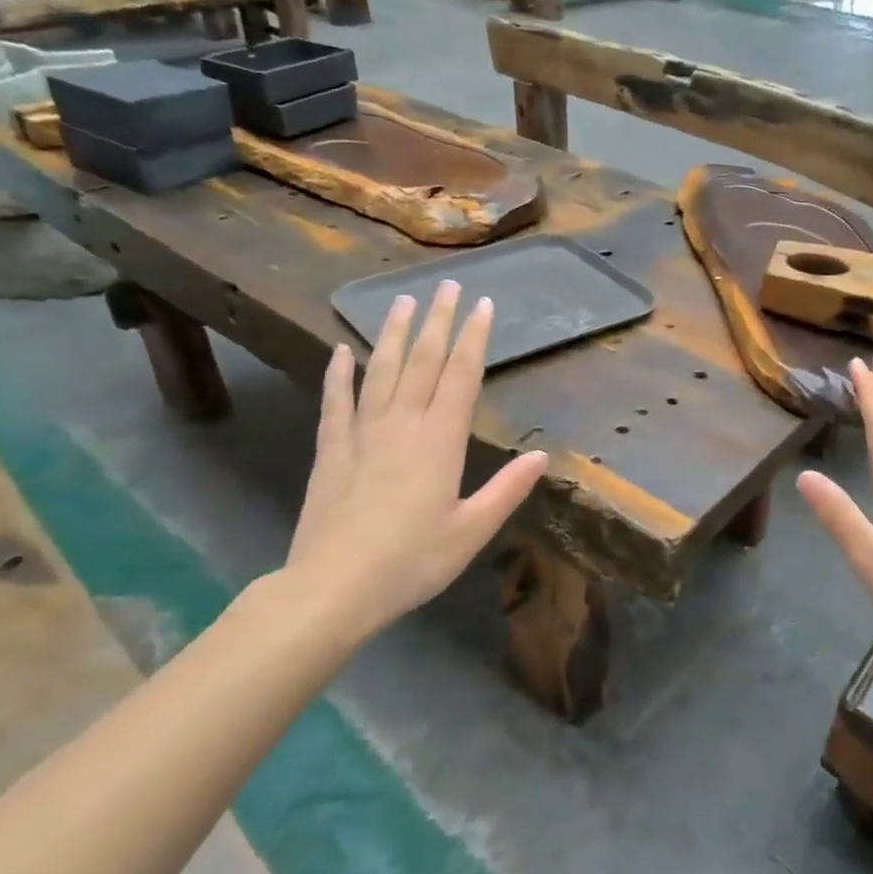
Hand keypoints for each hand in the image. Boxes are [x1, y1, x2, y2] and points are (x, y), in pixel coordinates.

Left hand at [285, 281, 546, 641]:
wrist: (334, 587)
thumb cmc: (412, 562)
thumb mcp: (472, 531)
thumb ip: (507, 490)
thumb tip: (541, 456)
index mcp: (440, 441)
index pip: (460, 376)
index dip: (473, 338)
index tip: (482, 305)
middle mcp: (402, 425)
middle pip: (422, 362)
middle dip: (437, 321)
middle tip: (446, 286)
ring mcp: (362, 434)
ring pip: (380, 371)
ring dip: (393, 333)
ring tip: (401, 300)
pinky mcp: (331, 450)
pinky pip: (336, 402)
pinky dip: (338, 374)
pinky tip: (341, 351)